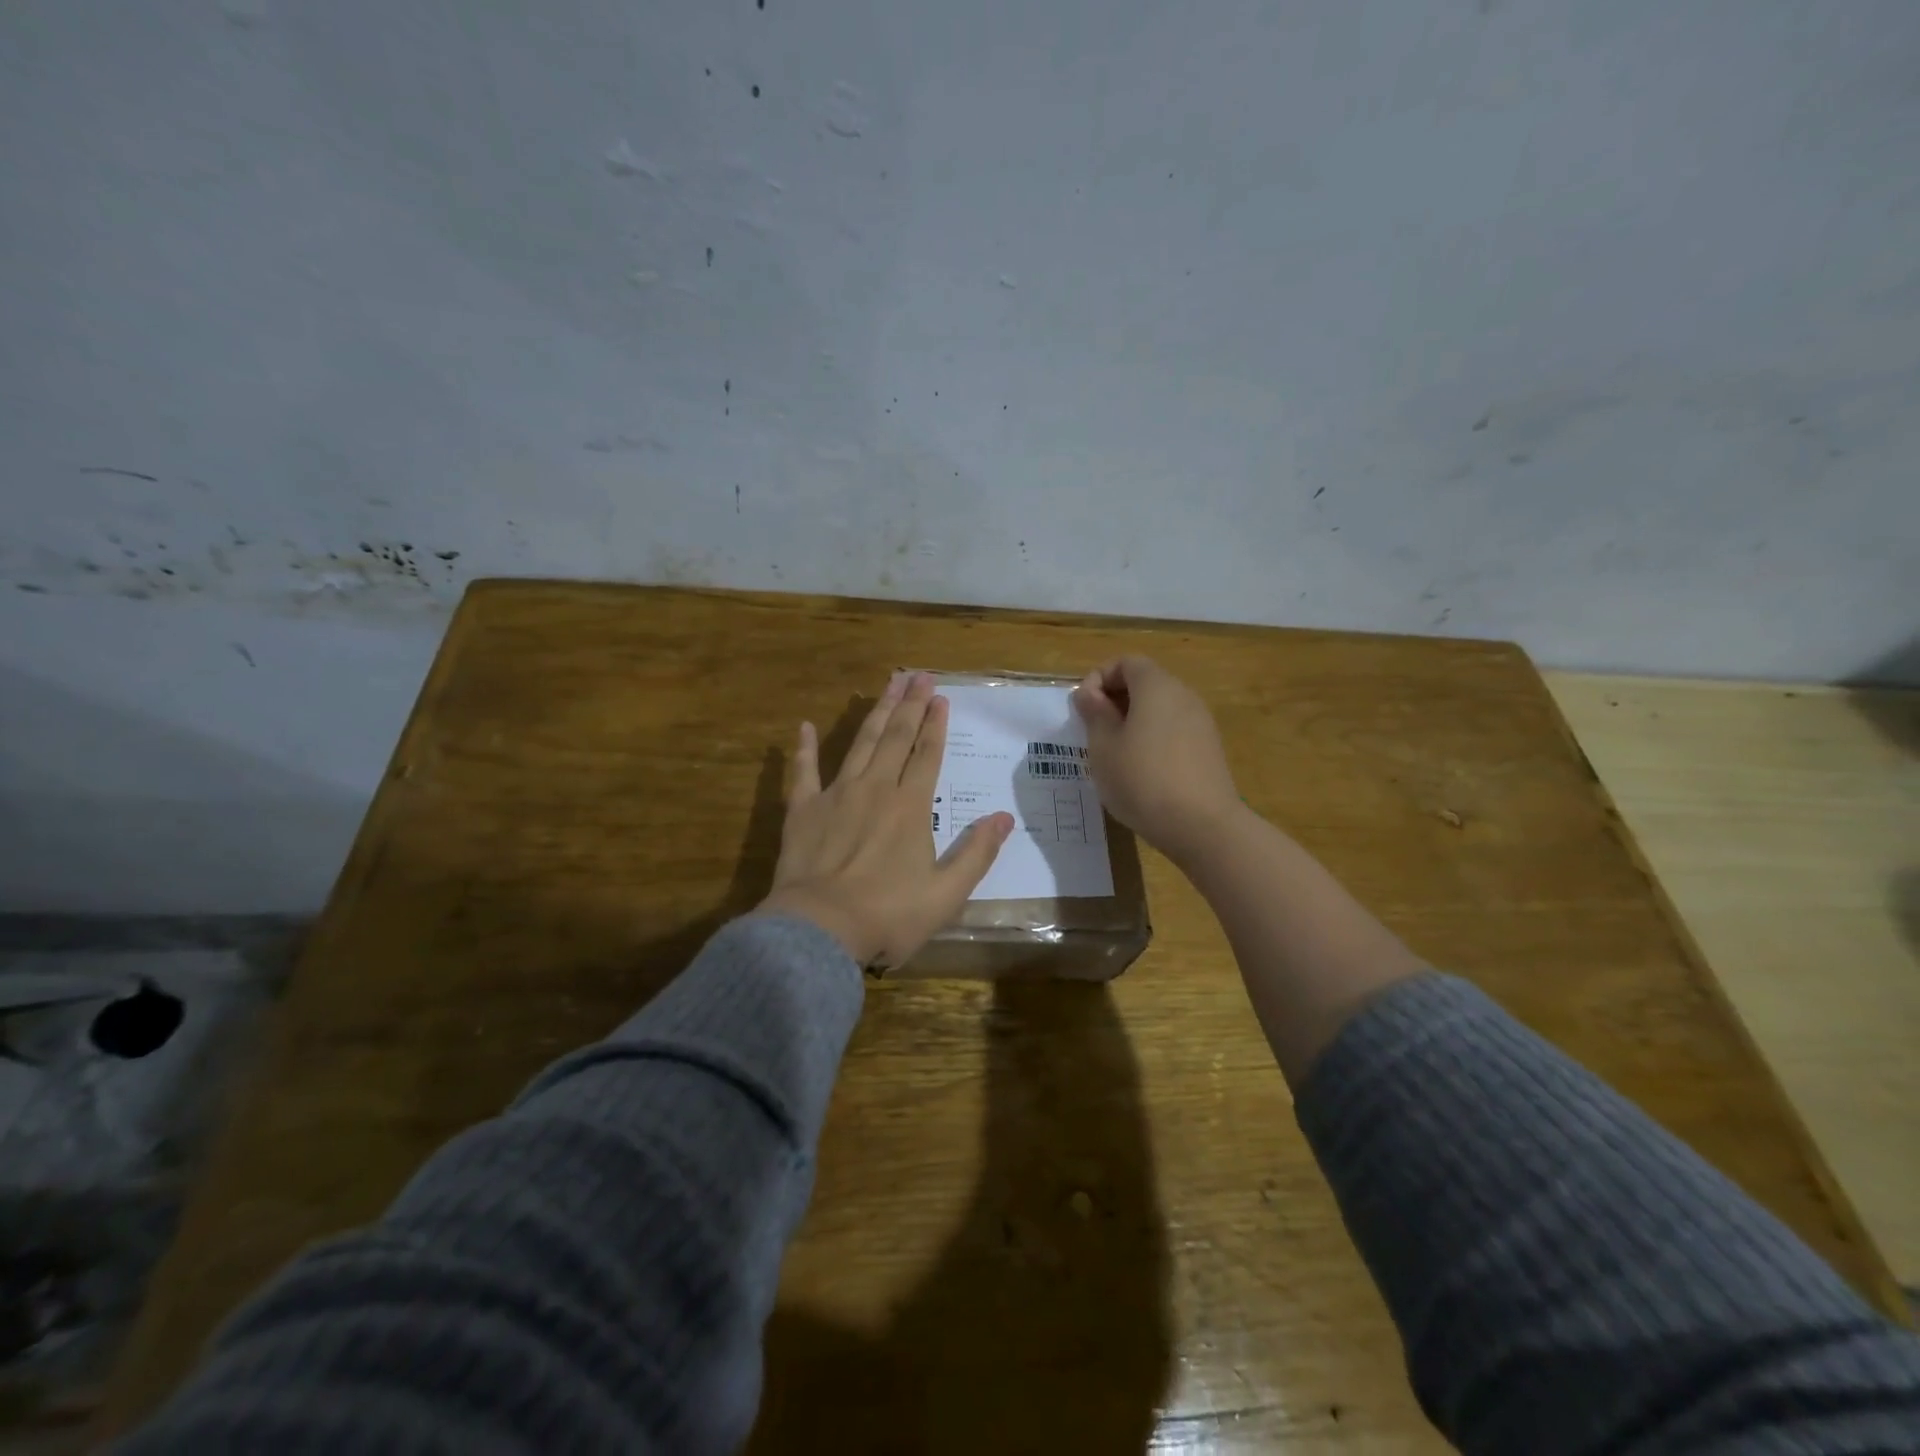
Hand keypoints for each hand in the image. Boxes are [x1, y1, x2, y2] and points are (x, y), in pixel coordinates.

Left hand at [758, 672, 1014, 965]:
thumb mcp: (946, 894)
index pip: (927, 755)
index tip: (941, 697)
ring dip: (876, 713)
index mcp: (910, 807)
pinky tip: (805, 726)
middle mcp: (876, 790)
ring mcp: (836, 796)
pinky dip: (804, 748)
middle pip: (896, 739)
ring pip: (860, 744)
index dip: (936, 726)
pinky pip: (803, 772)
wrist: (820, 930)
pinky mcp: (802, 811)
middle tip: (919, 676)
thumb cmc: (888, 915)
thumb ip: (976, 852)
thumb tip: (1005, 817)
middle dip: (910, 706)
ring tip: (888, 685)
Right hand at [1072, 656, 1242, 862]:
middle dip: (1114, 700)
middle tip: (1093, 731)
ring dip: (1133, 721)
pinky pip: (1173, 730)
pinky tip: (1141, 771)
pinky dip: (1153, 738)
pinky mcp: (1209, 749)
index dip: (1099, 678)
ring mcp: (1201, 722)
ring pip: (1160, 708)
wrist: (1202, 826)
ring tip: (1114, 754)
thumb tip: (1089, 693)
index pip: (1126, 662)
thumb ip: (1094, 713)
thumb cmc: (1142, 780)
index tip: (1083, 708)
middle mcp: (1183, 695)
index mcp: (1156, 686)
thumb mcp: (1103, 747)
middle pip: (1145, 682)